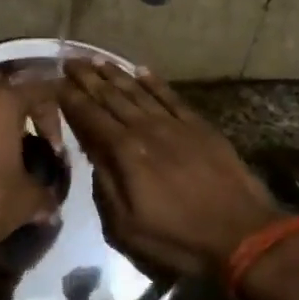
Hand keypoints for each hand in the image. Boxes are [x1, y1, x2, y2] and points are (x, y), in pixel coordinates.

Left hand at [0, 71, 63, 248]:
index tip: (54, 153)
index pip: (41, 90)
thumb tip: (51, 204)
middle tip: (31, 139)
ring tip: (5, 150)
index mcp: (4, 100)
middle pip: (7, 89)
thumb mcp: (25, 201)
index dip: (54, 119)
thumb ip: (44, 195)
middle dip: (22, 111)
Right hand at [57, 62, 280, 278]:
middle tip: (70, 60)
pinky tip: (141, 70)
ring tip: (96, 59)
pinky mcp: (200, 127)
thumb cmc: (179, 239)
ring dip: (115, 74)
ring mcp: (175, 125)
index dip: (71, 99)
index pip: (91, 117)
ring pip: (138, 92)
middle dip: (88, 78)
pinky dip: (154, 82)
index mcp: (126, 153)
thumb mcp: (126, 227)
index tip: (55, 82)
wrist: (243, 236)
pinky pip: (171, 97)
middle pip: (111, 97)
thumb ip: (105, 187)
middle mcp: (147, 130)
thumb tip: (93, 156)